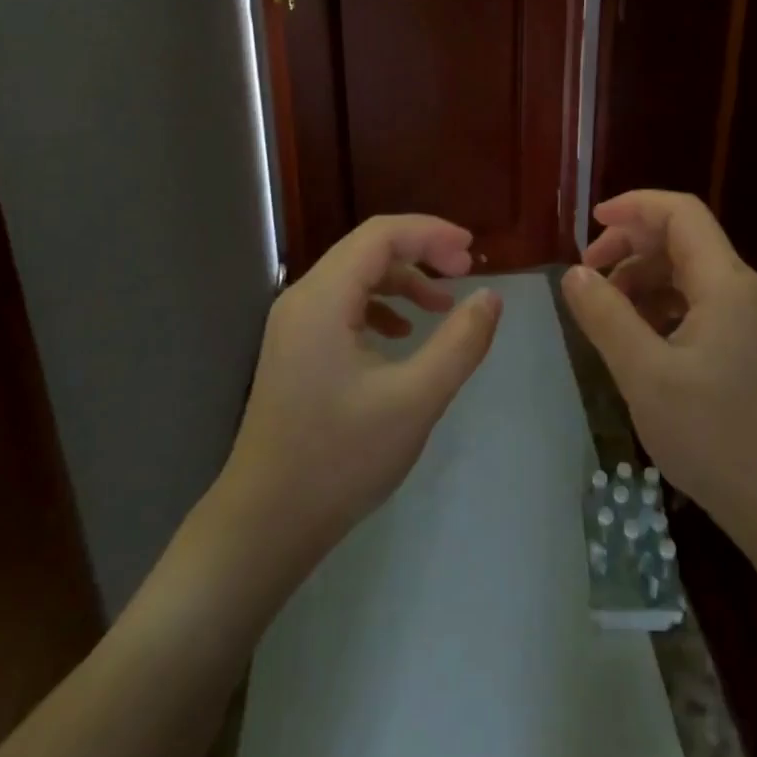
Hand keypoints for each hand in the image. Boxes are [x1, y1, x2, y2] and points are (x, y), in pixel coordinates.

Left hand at [220, 215, 502, 559]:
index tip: (472, 252)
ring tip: (442, 306)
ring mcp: (293, 324)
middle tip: (465, 272)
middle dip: (420, 252)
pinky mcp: (295, 349)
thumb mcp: (415, 400)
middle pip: (366, 249)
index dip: (430, 233)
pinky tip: (401, 335)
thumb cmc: (340, 459)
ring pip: (355, 276)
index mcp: (322, 299)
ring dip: (402, 280)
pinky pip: (342, 305)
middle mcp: (302, 299)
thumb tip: (490, 297)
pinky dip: (379, 306)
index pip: (381, 235)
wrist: (265, 523)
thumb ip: (460, 343)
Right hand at [560, 191, 756, 538]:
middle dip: (630, 244)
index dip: (634, 206)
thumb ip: (606, 317)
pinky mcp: (742, 345)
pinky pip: (695, 303)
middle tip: (587, 272)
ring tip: (603, 309)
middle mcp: (741, 289)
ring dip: (641, 278)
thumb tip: (574, 274)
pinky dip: (658, 305)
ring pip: (686, 272)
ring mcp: (745, 319)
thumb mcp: (645, 374)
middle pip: (682, 239)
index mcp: (725, 283)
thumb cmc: (713, 436)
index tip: (591, 222)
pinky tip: (633, 335)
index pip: (681, 213)